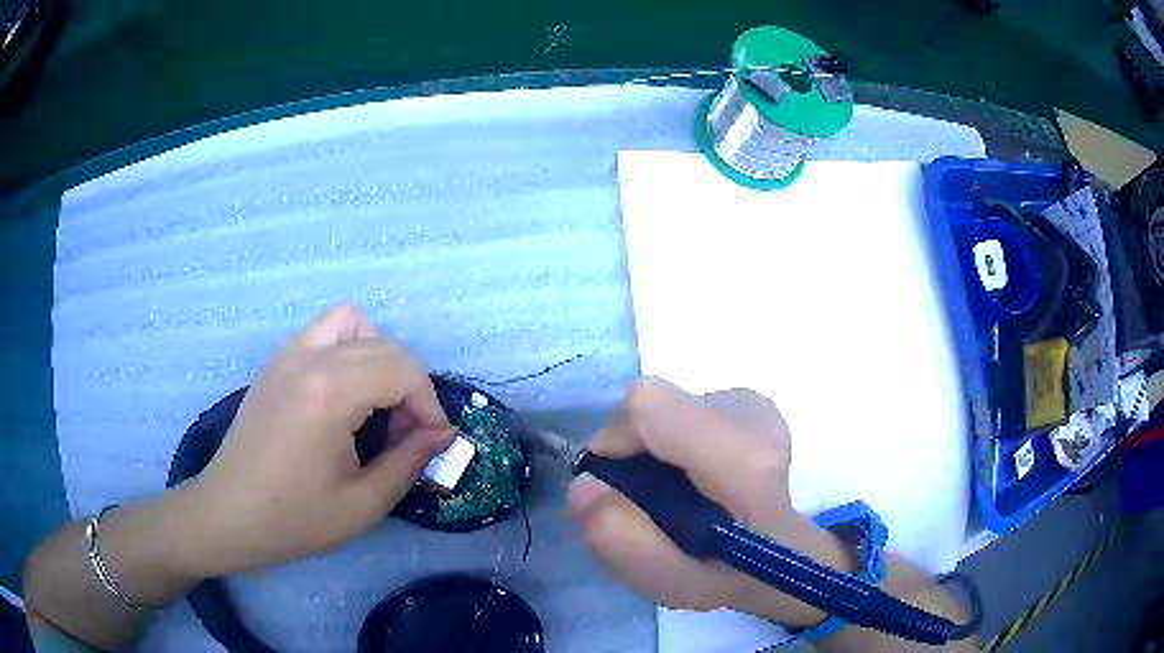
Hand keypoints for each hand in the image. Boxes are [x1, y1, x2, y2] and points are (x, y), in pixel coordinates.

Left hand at [179, 303, 452, 576]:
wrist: (229, 514)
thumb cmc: (294, 518)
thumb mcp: (363, 504)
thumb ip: (409, 462)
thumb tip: (441, 433)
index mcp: (330, 392)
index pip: (404, 370)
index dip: (429, 405)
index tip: (431, 443)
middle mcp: (309, 357)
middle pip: (385, 344)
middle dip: (409, 386)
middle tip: (403, 434)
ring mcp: (288, 353)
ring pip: (353, 322)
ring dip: (378, 355)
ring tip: (374, 404)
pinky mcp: (276, 361)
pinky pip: (324, 331)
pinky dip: (347, 349)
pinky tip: (342, 396)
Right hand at [568, 378, 853, 626]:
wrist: (791, 553)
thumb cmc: (737, 574)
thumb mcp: (675, 586)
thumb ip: (625, 544)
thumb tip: (583, 484)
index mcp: (743, 460)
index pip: (649, 407)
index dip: (613, 440)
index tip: (611, 486)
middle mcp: (752, 414)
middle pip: (651, 403)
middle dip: (629, 449)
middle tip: (642, 499)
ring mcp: (754, 402)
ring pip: (665, 406)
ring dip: (651, 447)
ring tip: (674, 492)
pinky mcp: (748, 399)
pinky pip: (682, 408)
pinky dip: (672, 441)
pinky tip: (695, 476)